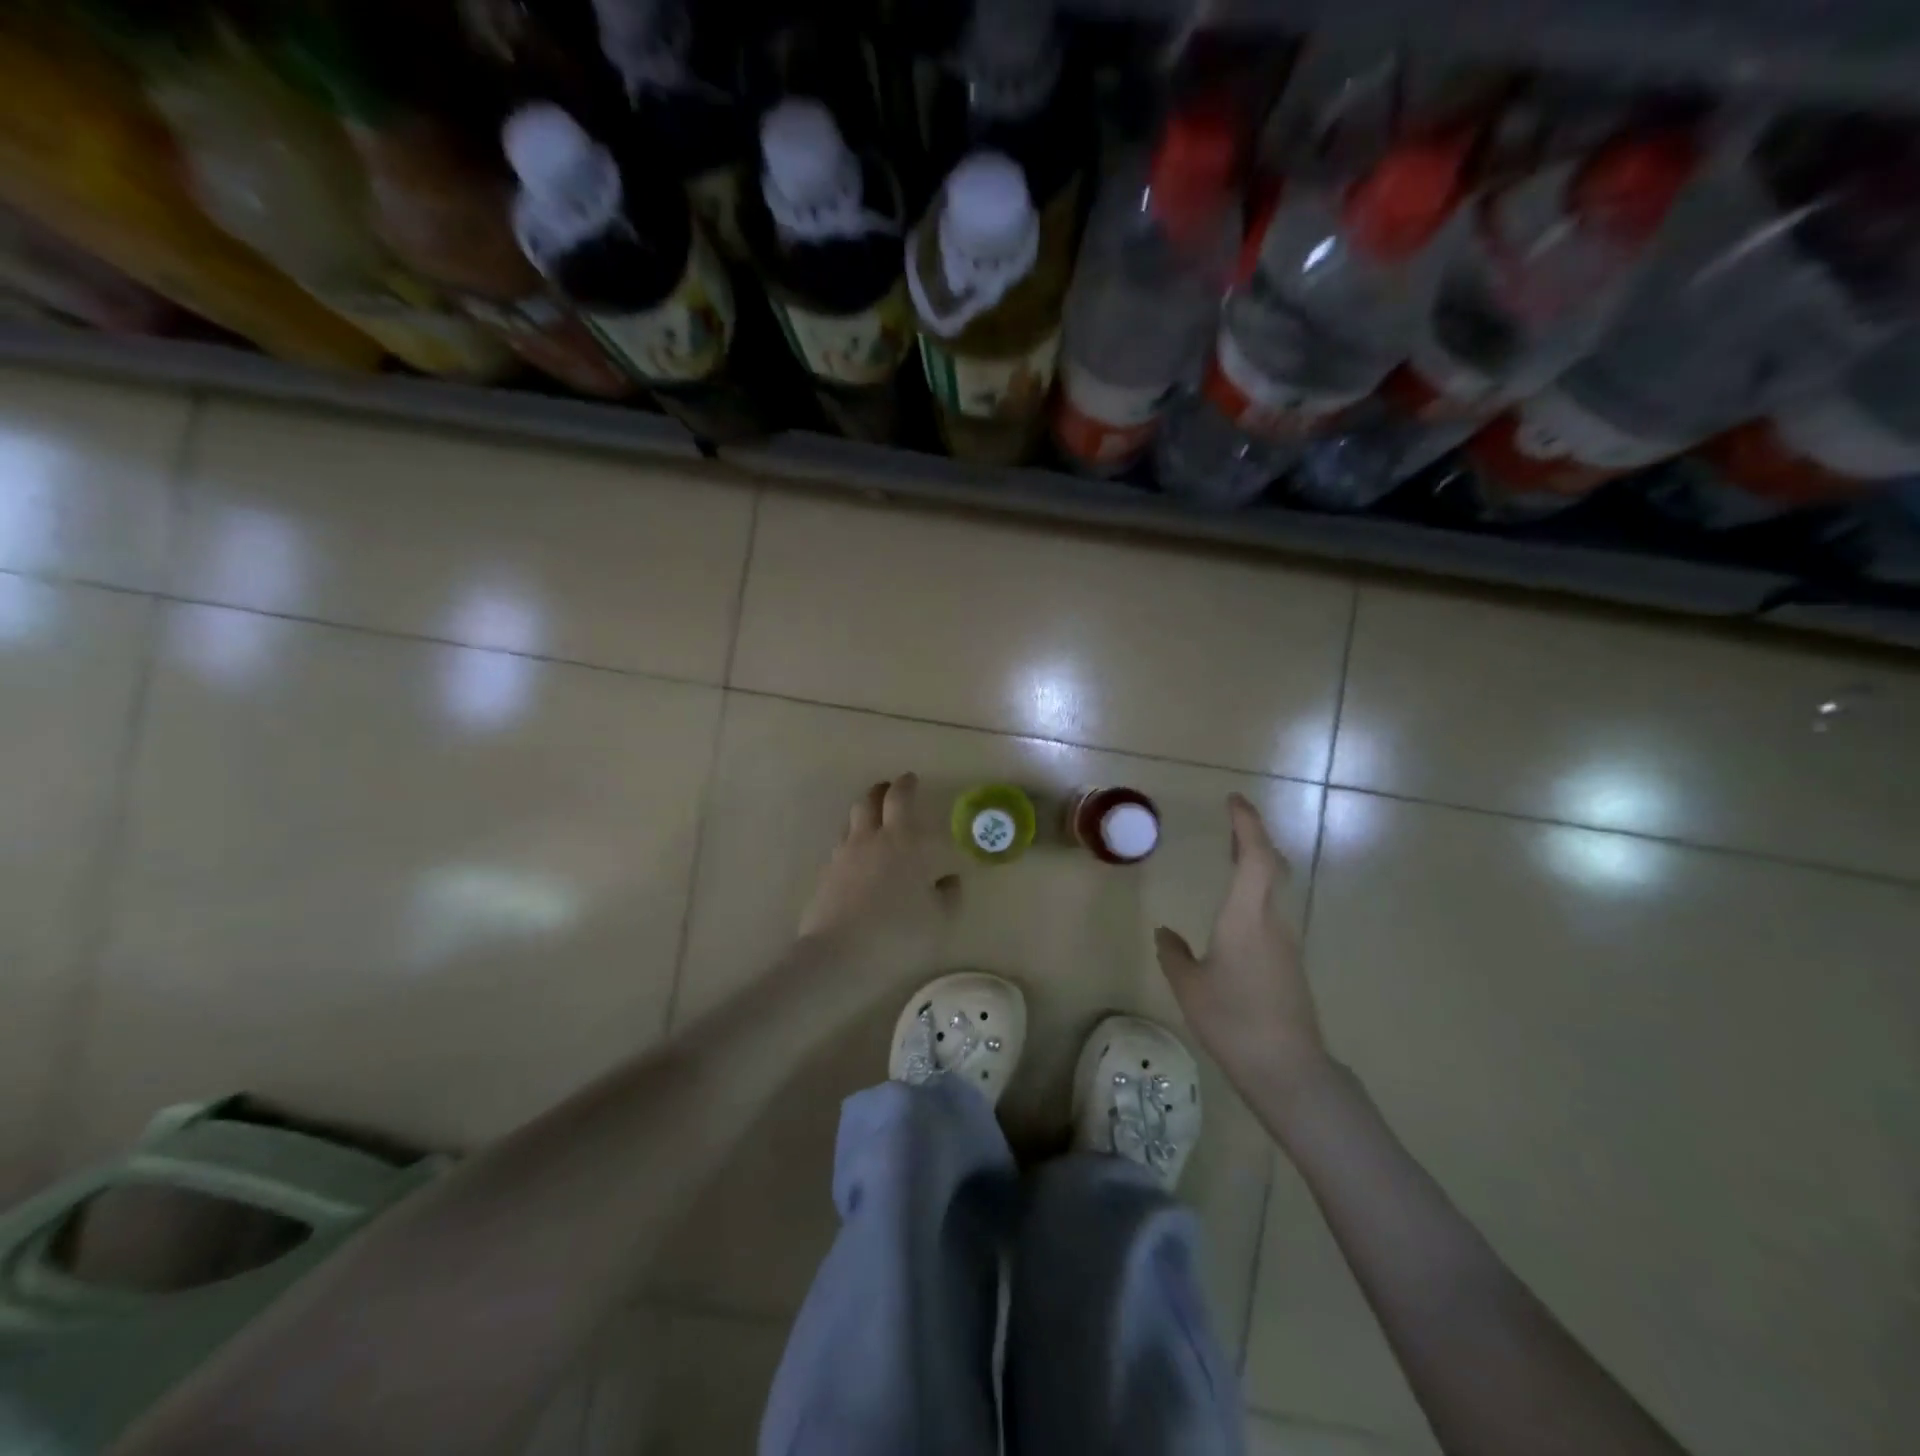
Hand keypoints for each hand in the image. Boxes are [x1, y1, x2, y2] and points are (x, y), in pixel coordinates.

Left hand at [798, 773, 957, 954]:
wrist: (840, 954)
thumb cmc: (898, 932)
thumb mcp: (939, 918)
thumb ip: (948, 894)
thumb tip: (948, 878)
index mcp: (903, 841)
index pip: (901, 798)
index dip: (906, 785)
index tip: (911, 779)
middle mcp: (870, 839)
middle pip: (869, 801)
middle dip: (881, 791)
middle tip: (889, 790)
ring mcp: (843, 855)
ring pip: (851, 821)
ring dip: (863, 814)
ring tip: (873, 823)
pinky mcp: (826, 875)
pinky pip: (840, 848)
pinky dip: (852, 844)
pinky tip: (858, 860)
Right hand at [1155, 793, 1328, 1108]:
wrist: (1287, 1069)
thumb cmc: (1233, 1020)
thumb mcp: (1189, 986)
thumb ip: (1174, 954)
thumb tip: (1165, 933)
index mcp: (1246, 917)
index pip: (1255, 857)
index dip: (1247, 824)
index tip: (1234, 800)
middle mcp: (1271, 921)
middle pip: (1271, 866)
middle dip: (1253, 837)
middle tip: (1231, 820)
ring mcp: (1285, 943)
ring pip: (1273, 888)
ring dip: (1256, 864)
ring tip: (1231, 855)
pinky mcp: (1289, 963)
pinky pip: (1271, 912)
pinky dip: (1256, 891)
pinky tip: (1237, 909)